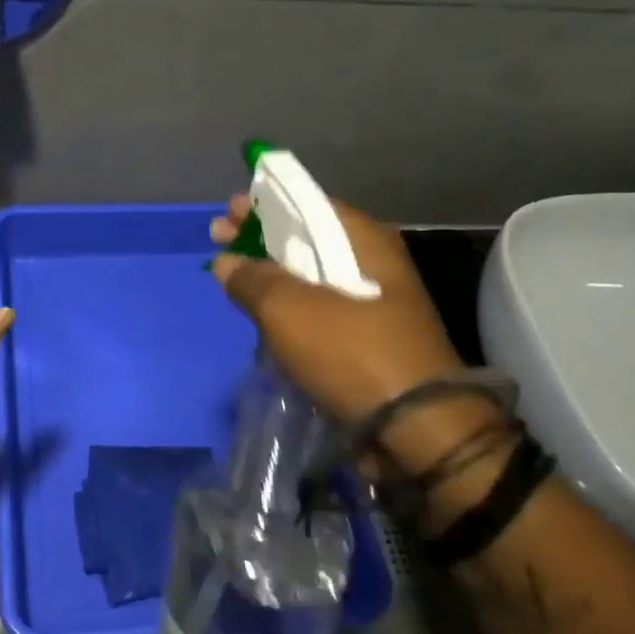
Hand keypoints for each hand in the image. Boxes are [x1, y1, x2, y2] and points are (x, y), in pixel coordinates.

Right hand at [211, 195, 483, 473]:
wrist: (414, 429)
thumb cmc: (351, 353)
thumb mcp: (290, 310)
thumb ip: (252, 279)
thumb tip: (227, 262)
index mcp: (363, 241)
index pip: (307, 204)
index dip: (263, 204)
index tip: (226, 212)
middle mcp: (371, 263)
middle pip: (305, 238)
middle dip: (259, 238)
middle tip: (219, 240)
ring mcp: (370, 303)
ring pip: (308, 277)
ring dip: (269, 275)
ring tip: (231, 278)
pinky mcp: (363, 340)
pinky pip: (316, 311)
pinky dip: (286, 307)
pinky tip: (258, 314)